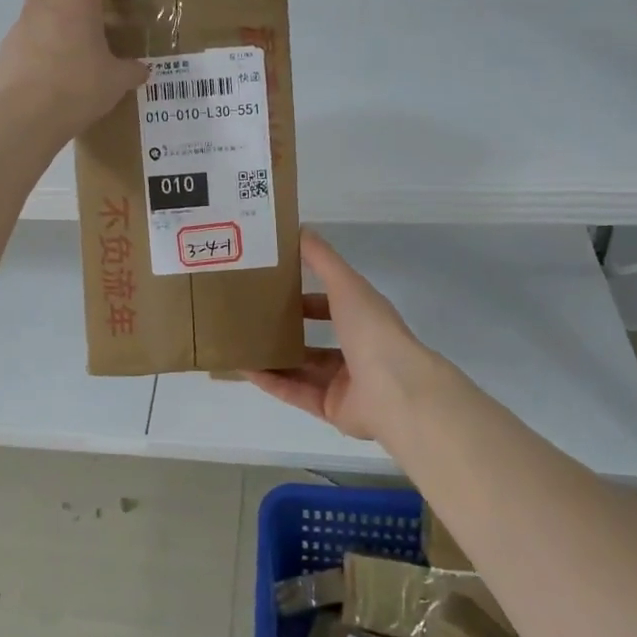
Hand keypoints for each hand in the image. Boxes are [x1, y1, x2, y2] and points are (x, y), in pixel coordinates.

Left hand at [0, 0, 149, 141]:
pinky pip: (24, 43)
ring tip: (70, 56)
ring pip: (36, 16)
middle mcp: (44, 8)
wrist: (25, 116)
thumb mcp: (117, 82)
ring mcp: (19, 30)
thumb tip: (139, 70)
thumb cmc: (78, 88)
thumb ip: (131, 71)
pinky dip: (38, 52)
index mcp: (76, 4)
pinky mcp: (4, 54)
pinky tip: (50, 77)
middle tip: (88, 21)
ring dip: (53, 27)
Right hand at [246, 230, 457, 444]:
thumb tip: (300, 229)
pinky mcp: (330, 408)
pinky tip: (244, 368)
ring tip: (240, 342)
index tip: (274, 286)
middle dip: (286, 329)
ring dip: (273, 356)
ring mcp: (344, 382)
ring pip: (301, 367)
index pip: (332, 304)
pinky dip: (270, 381)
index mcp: (364, 320)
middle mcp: (356, 350)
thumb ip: (322, 259)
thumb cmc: (372, 331)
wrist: (395, 392)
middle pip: (315, 339)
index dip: (305, 295)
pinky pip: (294, 392)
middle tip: (250, 317)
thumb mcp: (346, 285)